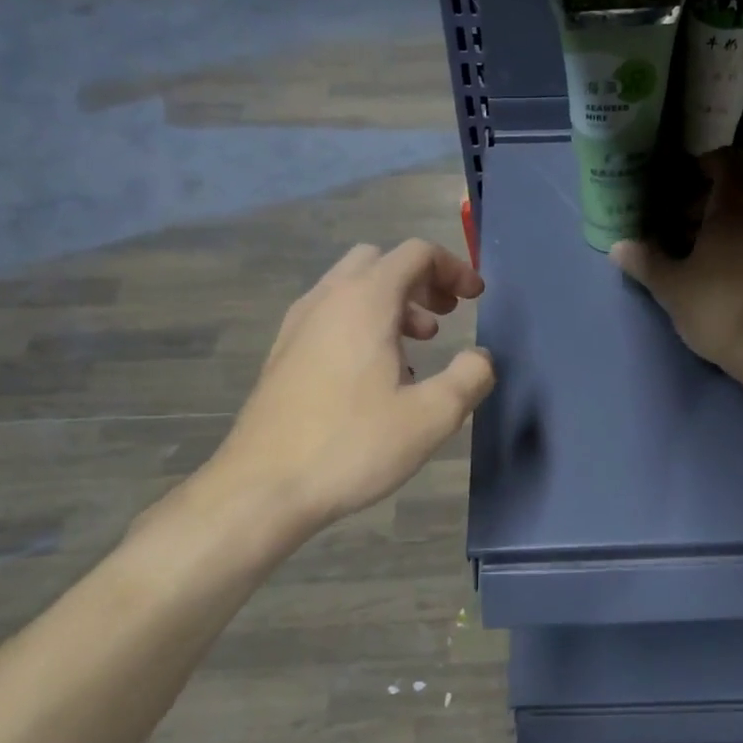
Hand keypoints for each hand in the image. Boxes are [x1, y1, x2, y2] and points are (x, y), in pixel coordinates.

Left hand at [190, 240, 494, 537]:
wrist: (262, 488)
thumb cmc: (353, 445)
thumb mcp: (432, 417)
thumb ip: (470, 378)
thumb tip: (480, 358)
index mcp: (365, 302)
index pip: (416, 254)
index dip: (454, 268)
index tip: (475, 299)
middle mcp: (328, 299)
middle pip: (380, 262)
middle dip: (420, 280)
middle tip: (444, 316)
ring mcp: (298, 325)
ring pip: (351, 288)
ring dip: (391, 303)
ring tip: (416, 348)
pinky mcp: (282, 354)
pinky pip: (330, 315)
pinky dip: (361, 323)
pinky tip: (374, 375)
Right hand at [611, 151, 742, 377]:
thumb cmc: (723, 307)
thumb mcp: (673, 288)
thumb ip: (647, 262)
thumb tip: (619, 246)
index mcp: (739, 199)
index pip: (727, 159)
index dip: (705, 168)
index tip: (683, 190)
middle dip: (716, 204)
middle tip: (688, 234)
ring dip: (742, 227)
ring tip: (717, 260)